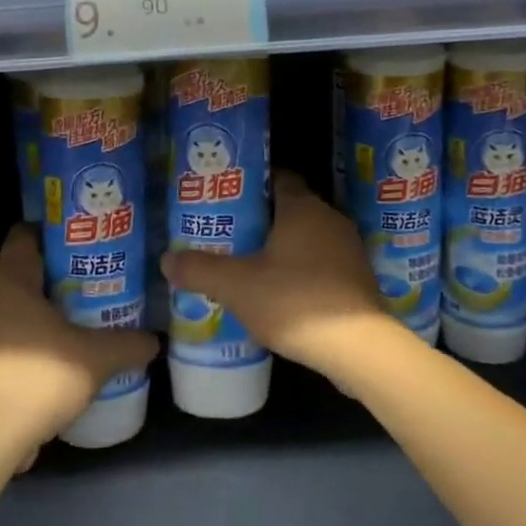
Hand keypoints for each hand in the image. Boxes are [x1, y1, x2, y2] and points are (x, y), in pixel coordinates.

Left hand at [0, 226, 157, 463]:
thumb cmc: (40, 378)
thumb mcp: (97, 358)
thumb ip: (129, 344)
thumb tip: (154, 341)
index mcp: (10, 280)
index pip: (25, 235)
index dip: (53, 233)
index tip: (83, 242)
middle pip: (22, 271)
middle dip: (57, 276)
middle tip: (94, 282)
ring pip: (13, 307)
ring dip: (43, 311)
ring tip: (81, 320)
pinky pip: (5, 337)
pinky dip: (29, 339)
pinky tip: (58, 357)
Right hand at [159, 172, 402, 381]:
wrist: (358, 348)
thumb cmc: (294, 301)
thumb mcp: (236, 286)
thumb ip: (199, 269)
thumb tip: (166, 259)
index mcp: (303, 207)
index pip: (278, 177)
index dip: (251, 184)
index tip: (226, 197)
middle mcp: (330, 219)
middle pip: (291, 208)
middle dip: (261, 219)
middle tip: (229, 233)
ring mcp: (349, 250)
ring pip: (307, 238)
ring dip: (283, 248)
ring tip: (249, 264)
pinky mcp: (358, 279)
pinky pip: (322, 263)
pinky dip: (302, 270)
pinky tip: (281, 292)